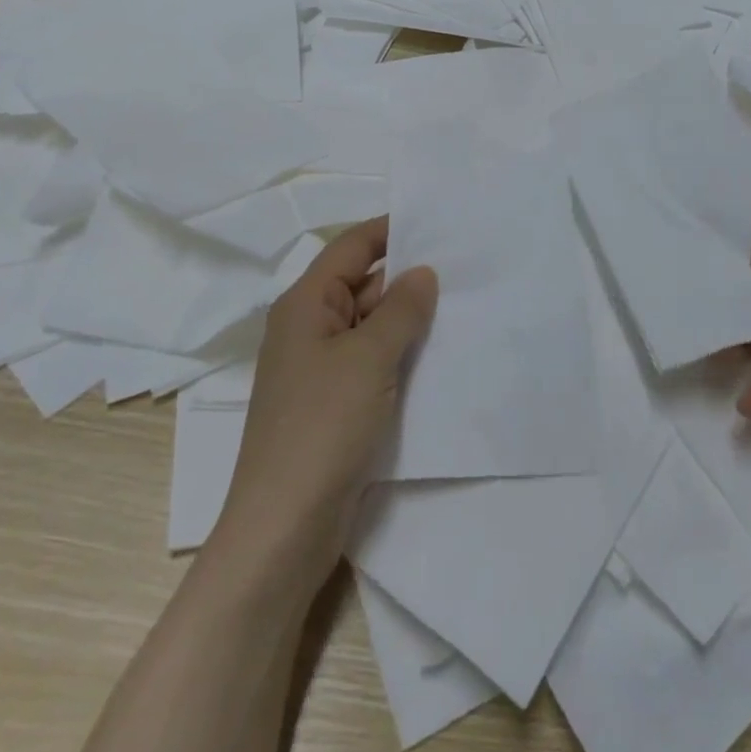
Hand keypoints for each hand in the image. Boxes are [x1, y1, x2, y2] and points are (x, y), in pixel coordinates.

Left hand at [212, 218, 437, 586]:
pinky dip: (403, 354)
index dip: (391, 230)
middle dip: (409, 277)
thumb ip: (400, 309)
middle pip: (363, 285)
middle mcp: (310, 328)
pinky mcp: (336, 403)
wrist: (284, 529)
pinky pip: (374, 362)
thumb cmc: (322, 427)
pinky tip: (442, 354)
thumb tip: (423, 272)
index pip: (352, 248)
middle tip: (466, 267)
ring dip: (410, 319)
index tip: (438, 222)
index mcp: (306, 304)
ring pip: (372, 326)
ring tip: (466, 305)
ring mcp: (322, 368)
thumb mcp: (368, 358)